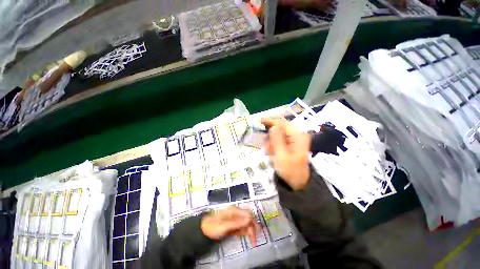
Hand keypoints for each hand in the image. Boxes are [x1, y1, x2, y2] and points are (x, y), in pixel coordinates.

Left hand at [201, 207, 259, 245]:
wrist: (204, 230)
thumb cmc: (213, 226)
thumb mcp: (224, 225)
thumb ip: (237, 222)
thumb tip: (249, 219)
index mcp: (234, 210)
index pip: (247, 213)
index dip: (252, 220)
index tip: (256, 229)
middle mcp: (235, 214)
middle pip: (247, 218)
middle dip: (253, 226)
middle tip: (256, 235)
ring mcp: (234, 220)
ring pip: (245, 224)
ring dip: (250, 230)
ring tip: (253, 238)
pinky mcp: (232, 226)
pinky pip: (241, 228)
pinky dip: (245, 231)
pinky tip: (248, 235)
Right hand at [261, 116, 310, 189]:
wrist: (299, 182)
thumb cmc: (290, 170)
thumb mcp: (281, 155)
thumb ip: (277, 140)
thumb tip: (273, 127)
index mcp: (298, 136)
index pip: (282, 123)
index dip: (270, 120)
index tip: (259, 121)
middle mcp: (297, 135)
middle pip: (280, 128)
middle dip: (270, 135)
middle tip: (264, 145)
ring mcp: (294, 140)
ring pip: (278, 135)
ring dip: (271, 141)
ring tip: (268, 152)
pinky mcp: (291, 144)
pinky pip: (280, 140)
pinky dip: (274, 145)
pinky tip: (272, 152)